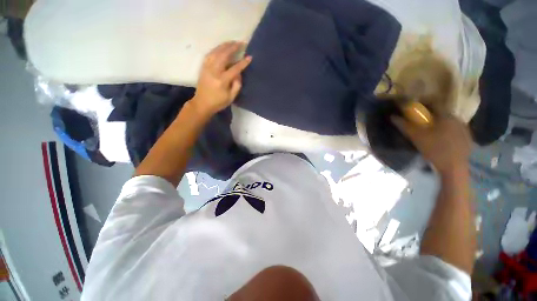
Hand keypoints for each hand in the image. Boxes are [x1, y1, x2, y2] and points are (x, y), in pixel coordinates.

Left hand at [191, 41, 252, 115]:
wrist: (202, 103)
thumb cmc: (218, 102)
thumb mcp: (231, 97)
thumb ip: (237, 85)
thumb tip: (239, 73)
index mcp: (222, 81)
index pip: (234, 69)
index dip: (243, 63)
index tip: (249, 57)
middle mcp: (214, 71)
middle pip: (224, 55)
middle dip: (233, 48)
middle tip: (241, 43)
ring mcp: (207, 68)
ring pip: (216, 52)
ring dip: (225, 46)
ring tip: (232, 42)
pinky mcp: (203, 67)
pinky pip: (210, 54)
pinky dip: (216, 49)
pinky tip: (221, 47)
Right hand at [392, 115, 471, 174]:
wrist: (454, 168)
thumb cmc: (434, 149)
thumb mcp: (416, 137)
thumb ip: (405, 125)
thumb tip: (393, 116)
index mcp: (447, 116)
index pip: (434, 105)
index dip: (423, 107)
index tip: (416, 112)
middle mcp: (458, 119)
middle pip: (442, 114)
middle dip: (431, 118)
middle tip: (422, 125)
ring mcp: (465, 130)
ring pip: (449, 123)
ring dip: (440, 126)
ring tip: (432, 134)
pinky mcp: (468, 139)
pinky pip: (456, 131)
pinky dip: (448, 133)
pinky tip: (442, 142)